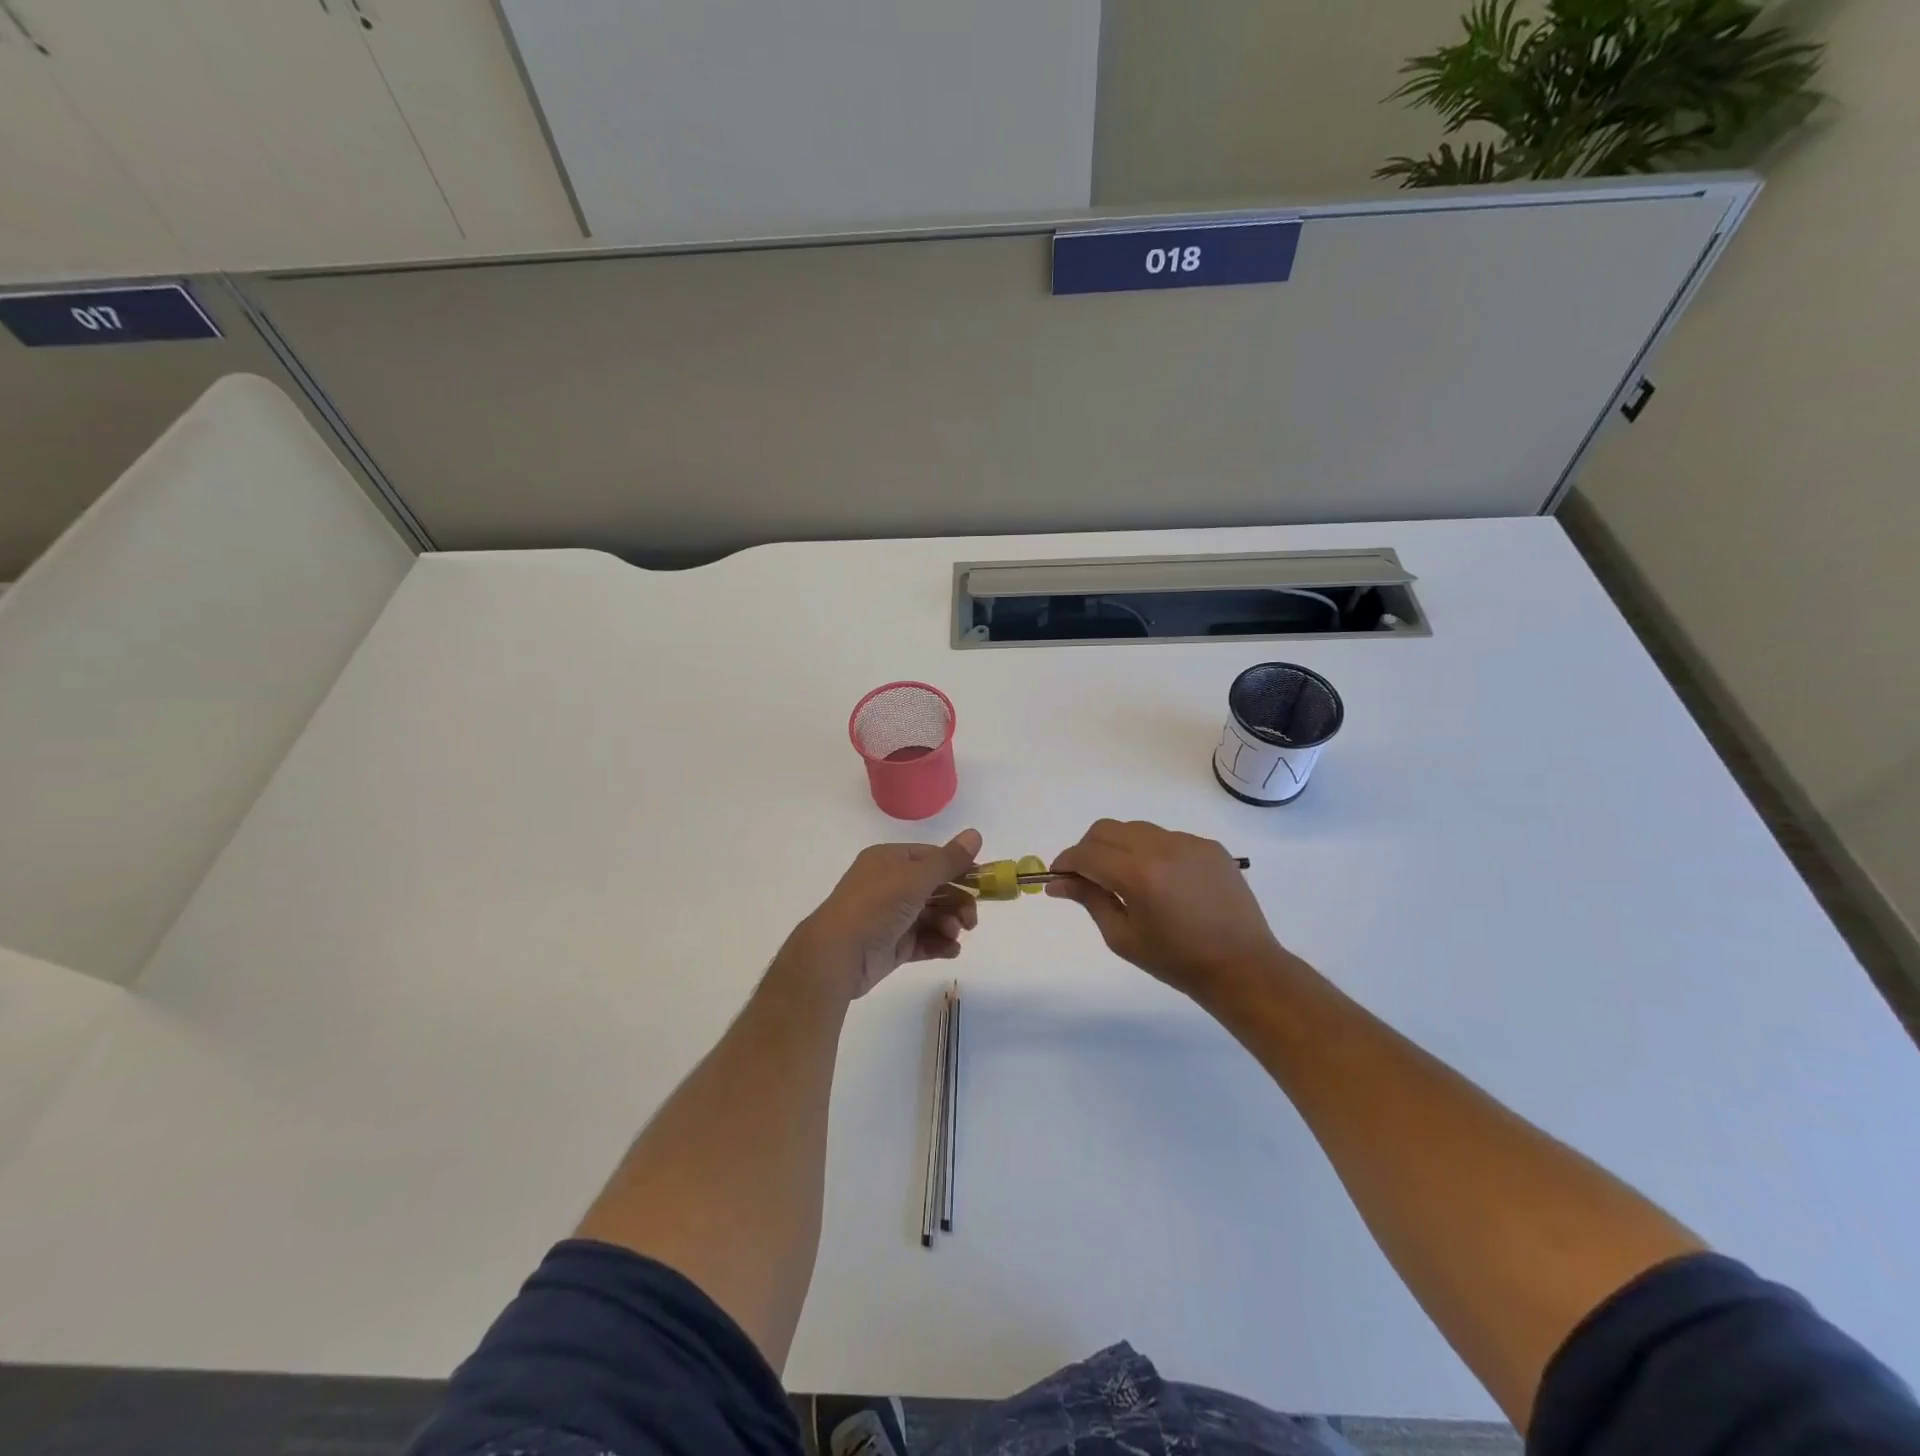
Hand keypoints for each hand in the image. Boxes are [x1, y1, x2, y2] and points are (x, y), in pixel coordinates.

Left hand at [790, 829, 982, 998]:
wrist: (837, 955)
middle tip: (971, 920)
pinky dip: (940, 944)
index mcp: (890, 860)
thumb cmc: (876, 906)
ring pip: (932, 916)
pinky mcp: (892, 945)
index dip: (958, 869)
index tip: (982, 883)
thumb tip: (976, 834)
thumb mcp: (916, 878)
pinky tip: (951, 950)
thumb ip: (949, 860)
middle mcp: (889, 885)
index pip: (932, 858)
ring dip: (949, 924)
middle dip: (957, 902)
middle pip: (935, 888)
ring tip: (954, 935)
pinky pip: (923, 940)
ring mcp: (890, 917)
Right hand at [1048, 819, 1287, 1003]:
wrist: (1242, 967)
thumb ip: (1089, 901)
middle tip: (1087, 878)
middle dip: (1088, 849)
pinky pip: (1166, 838)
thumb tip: (1057, 883)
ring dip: (1119, 848)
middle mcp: (1162, 848)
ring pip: (1136, 830)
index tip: (1058, 878)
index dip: (1066, 863)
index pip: (1086, 854)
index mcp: (1138, 874)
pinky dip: (1151, 852)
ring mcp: (1189, 843)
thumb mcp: (1123, 937)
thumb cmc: (1176, 961)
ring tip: (1126, 880)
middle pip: (1106, 830)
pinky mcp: (1208, 845)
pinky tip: (1161, 881)